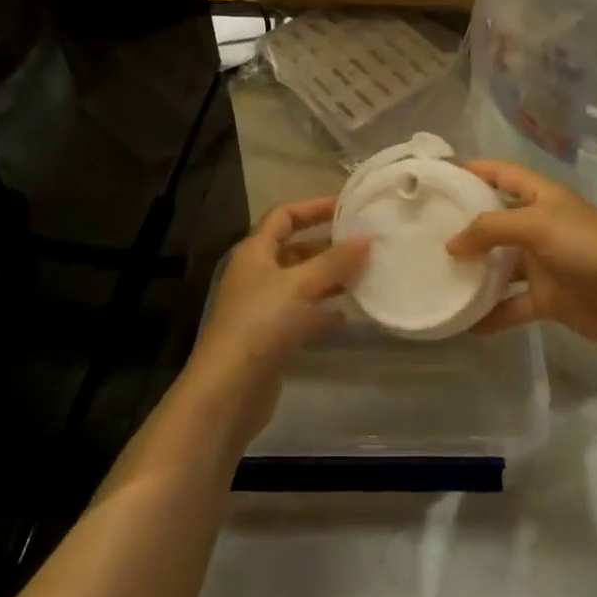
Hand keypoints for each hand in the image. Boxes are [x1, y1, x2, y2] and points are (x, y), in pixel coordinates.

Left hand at [182, 197, 368, 442]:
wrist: (230, 388)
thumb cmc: (261, 323)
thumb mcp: (301, 285)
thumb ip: (335, 262)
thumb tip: (367, 238)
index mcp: (255, 252)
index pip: (284, 216)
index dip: (313, 208)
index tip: (347, 208)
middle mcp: (257, 275)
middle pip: (295, 250)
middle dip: (328, 247)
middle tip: (365, 246)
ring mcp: (263, 308)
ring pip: (302, 284)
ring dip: (330, 280)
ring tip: (364, 278)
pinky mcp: (272, 338)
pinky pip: (303, 315)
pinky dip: (323, 313)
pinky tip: (347, 318)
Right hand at [446, 161, 596, 343]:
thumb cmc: (588, 247)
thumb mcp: (537, 225)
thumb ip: (491, 228)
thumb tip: (452, 244)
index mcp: (540, 197)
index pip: (499, 173)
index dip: (471, 169)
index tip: (436, 176)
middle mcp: (538, 225)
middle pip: (494, 219)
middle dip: (463, 224)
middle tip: (423, 229)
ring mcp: (542, 263)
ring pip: (499, 265)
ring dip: (473, 272)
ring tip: (435, 275)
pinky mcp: (546, 297)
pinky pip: (511, 304)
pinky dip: (491, 313)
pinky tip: (463, 322)